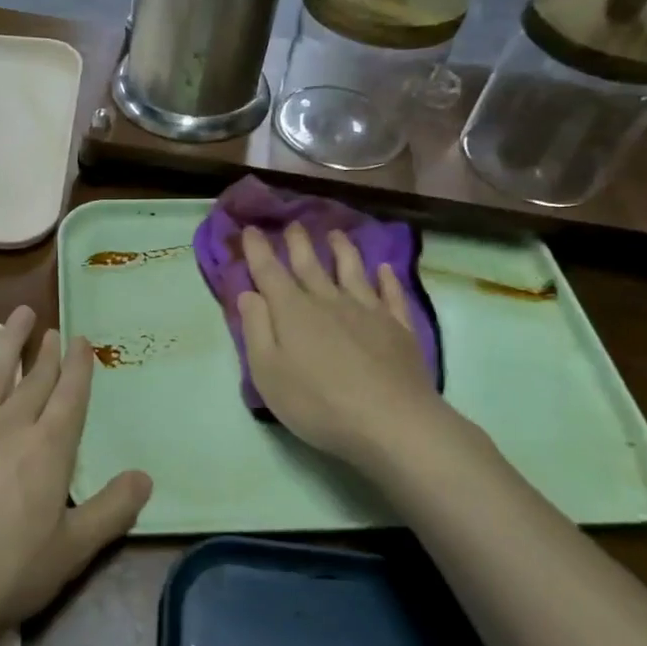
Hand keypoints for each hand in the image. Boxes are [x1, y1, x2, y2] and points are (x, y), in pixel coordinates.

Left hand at [0, 306, 151, 645]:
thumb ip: (112, 511)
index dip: (79, 367)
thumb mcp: (72, 551)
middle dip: (48, 354)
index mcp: (48, 450)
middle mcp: (9, 426)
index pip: (70, 398)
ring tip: (20, 313)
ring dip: (7, 342)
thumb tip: (145, 477)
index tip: (83, 339)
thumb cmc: (5, 573)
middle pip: (35, 382)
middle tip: (56, 330)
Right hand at [236, 225, 461, 470]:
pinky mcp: (398, 327)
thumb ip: (256, 329)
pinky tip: (384, 269)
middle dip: (298, 243)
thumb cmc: (317, 402)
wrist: (391, 421)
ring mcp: (367, 311)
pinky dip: (386, 279)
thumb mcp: (267, 372)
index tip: (251, 229)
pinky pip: (390, 294)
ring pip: (352, 271)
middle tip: (293, 224)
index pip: (269, 272)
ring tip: (336, 234)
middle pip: (310, 265)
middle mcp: (328, 301)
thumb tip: (248, 293)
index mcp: (292, 311)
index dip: (258, 249)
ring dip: (342, 250)